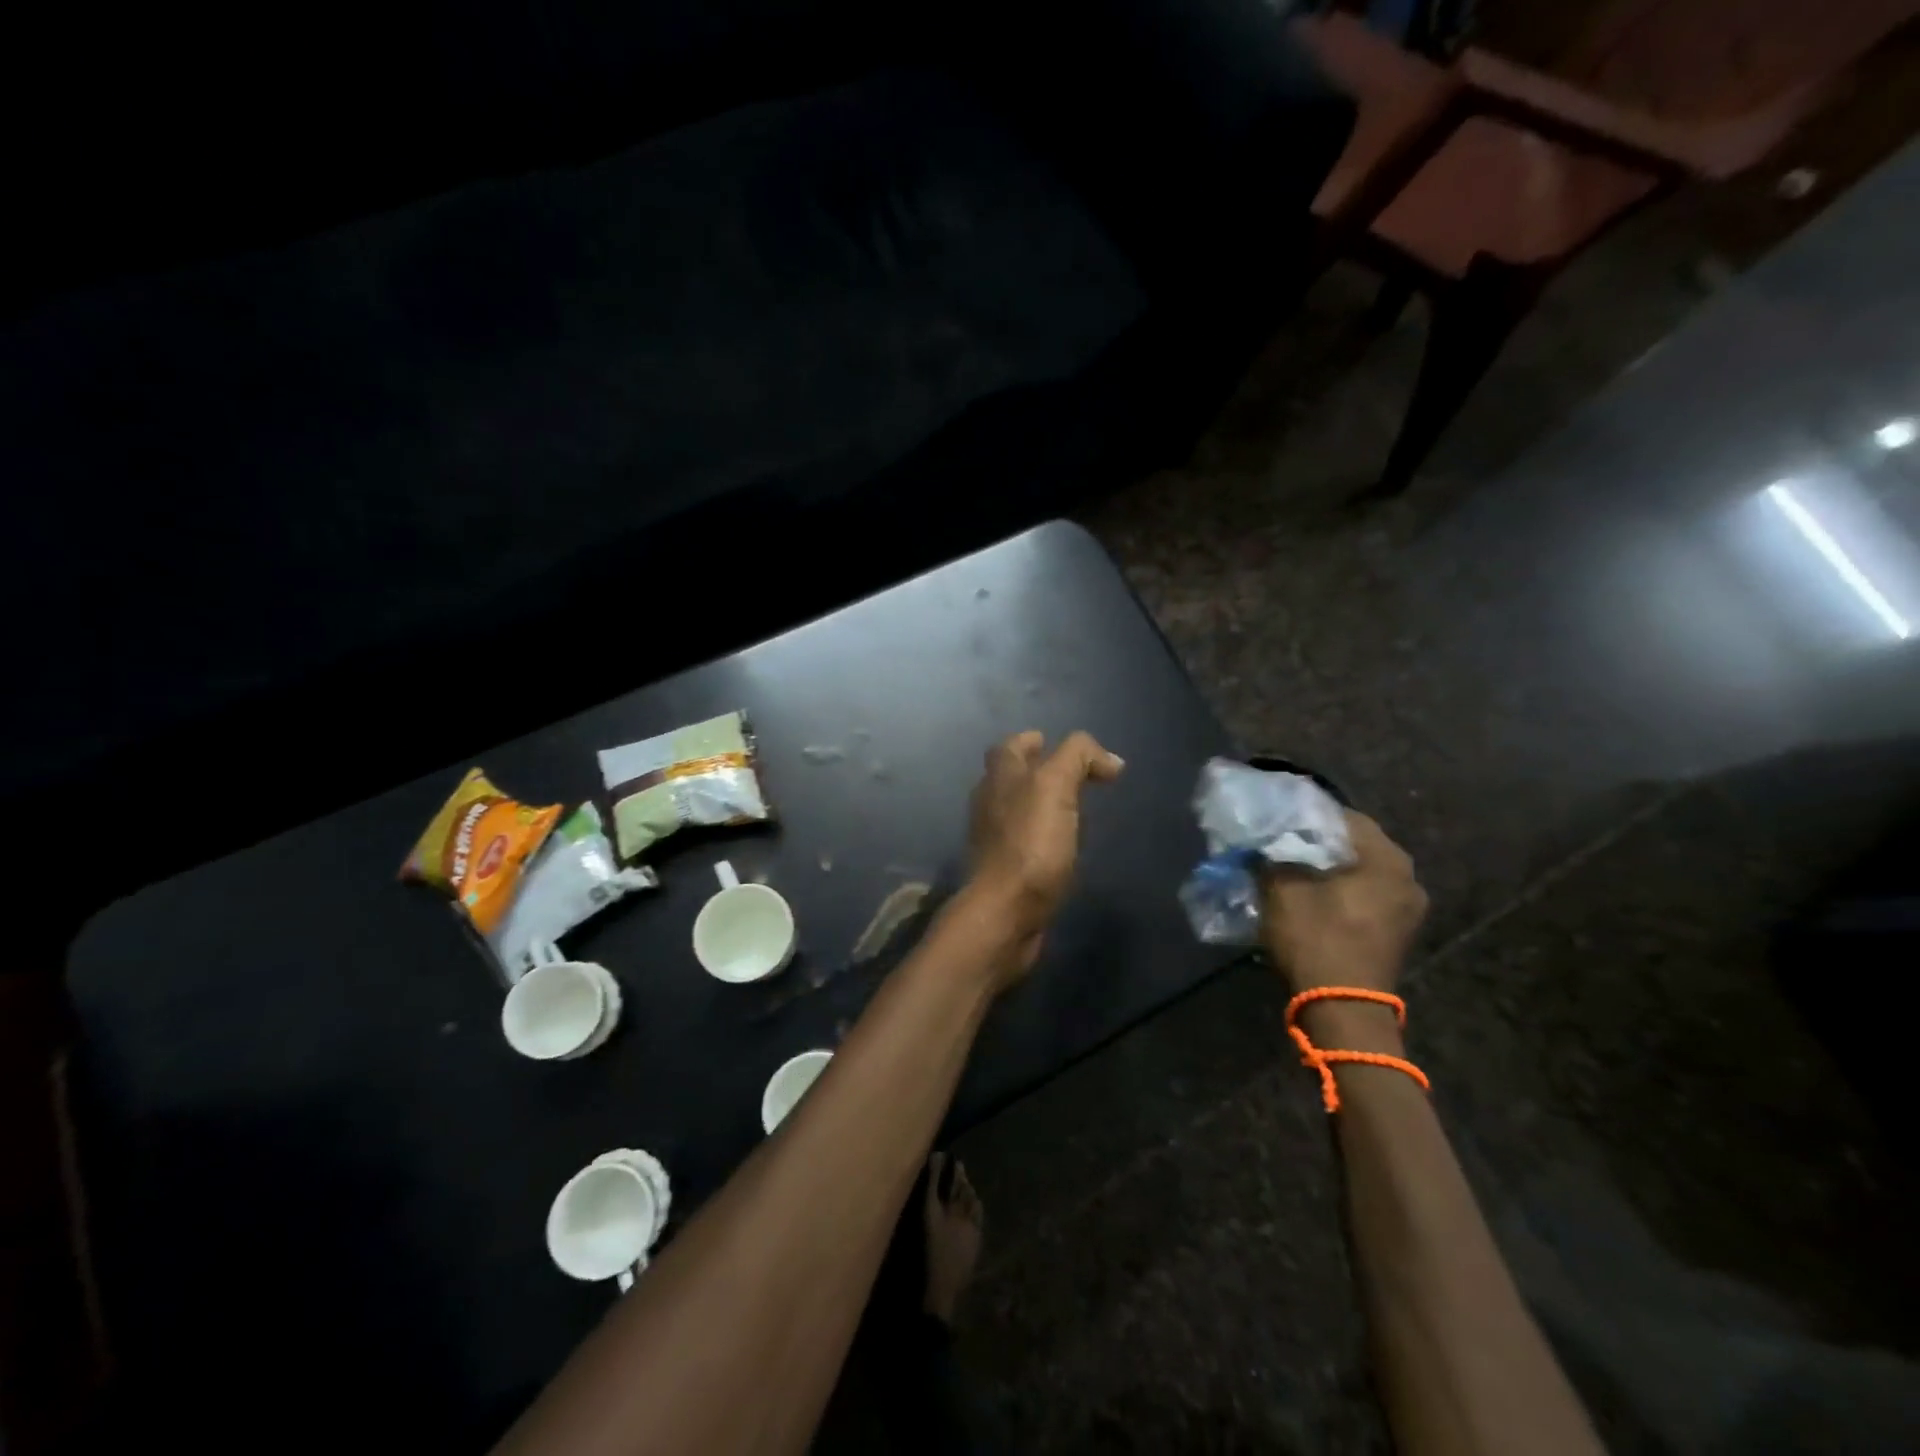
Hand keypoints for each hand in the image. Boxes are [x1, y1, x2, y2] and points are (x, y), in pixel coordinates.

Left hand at [965, 730, 1124, 972]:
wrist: (1006, 912)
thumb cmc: (1030, 844)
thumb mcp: (1055, 785)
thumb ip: (1077, 758)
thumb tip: (1109, 759)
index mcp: (999, 777)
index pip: (1011, 745)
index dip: (1034, 741)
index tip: (1065, 748)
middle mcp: (990, 802)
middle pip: (1012, 776)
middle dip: (1039, 771)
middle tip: (1077, 777)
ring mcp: (994, 838)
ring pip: (1018, 808)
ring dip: (1042, 804)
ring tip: (1076, 810)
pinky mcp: (1005, 869)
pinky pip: (1025, 841)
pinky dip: (1043, 836)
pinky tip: (1064, 846)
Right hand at [1261, 811, 1426, 995]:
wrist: (1342, 1007)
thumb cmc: (1316, 938)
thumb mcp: (1281, 889)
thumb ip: (1271, 856)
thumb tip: (1259, 840)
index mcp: (1387, 858)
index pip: (1344, 816)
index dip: (1307, 813)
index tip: (1278, 816)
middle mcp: (1407, 877)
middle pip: (1356, 844)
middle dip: (1319, 840)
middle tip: (1282, 839)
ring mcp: (1408, 907)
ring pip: (1362, 870)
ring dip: (1329, 866)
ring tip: (1292, 865)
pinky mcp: (1398, 930)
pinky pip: (1367, 894)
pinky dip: (1341, 888)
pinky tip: (1312, 892)